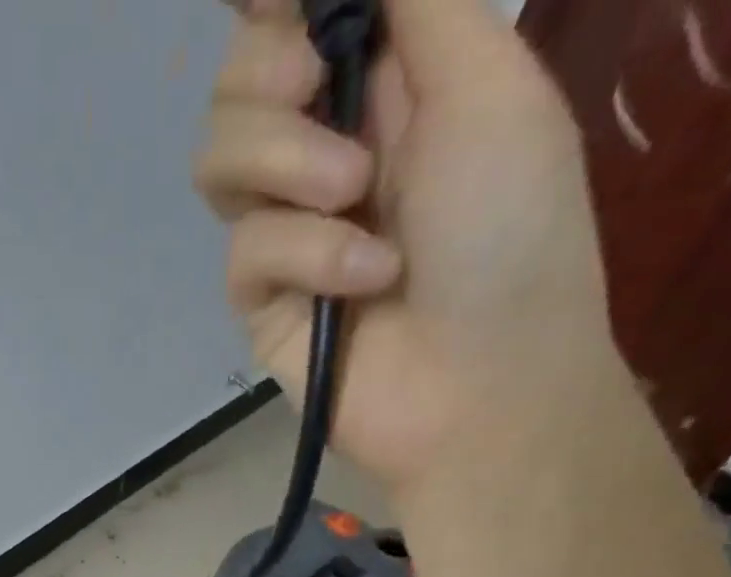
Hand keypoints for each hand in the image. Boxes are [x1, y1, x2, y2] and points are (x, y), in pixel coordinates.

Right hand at [195, 0, 625, 498]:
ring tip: (350, 192)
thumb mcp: (488, 84)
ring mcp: (289, 231)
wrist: (486, 384)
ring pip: (218, 162)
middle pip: (235, 85)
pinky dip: (306, 254)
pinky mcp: (264, 303)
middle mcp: (325, 148)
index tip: (278, 5)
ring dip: (280, 160)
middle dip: (262, 75)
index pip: (291, 21)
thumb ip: (415, 1)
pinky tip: (364, 278)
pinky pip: (246, 250)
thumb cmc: (512, 232)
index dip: (268, 6)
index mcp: (387, 83)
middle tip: (313, 87)